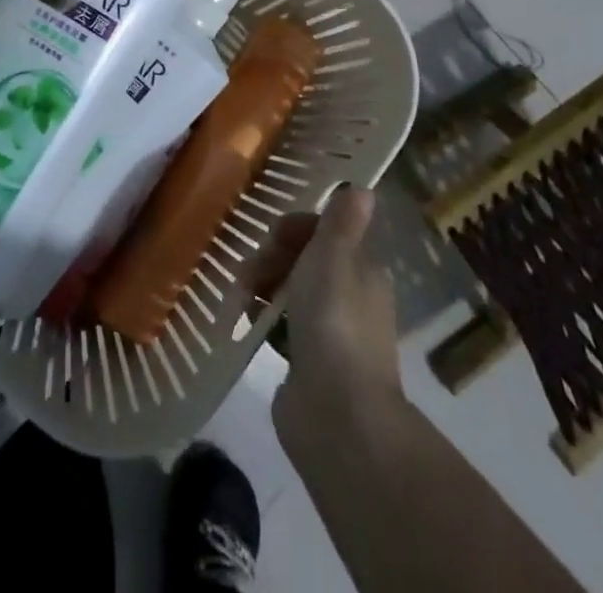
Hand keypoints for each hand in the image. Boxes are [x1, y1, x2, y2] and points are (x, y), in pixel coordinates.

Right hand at [263, 187, 402, 449]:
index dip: (296, 229)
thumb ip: (342, 222)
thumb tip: (364, 187)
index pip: (327, 234)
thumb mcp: (334, 257)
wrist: (337, 415)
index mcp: (363, 271)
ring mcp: (330, 334)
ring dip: (262, 288)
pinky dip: (263, 321)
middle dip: (272, 259)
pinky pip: (282, 328)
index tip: (271, 237)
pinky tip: (244, 323)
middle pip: (305, 262)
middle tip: (248, 273)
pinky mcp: (309, 365)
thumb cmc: (333, 322)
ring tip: (238, 299)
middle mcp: (351, 299)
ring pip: (291, 294)